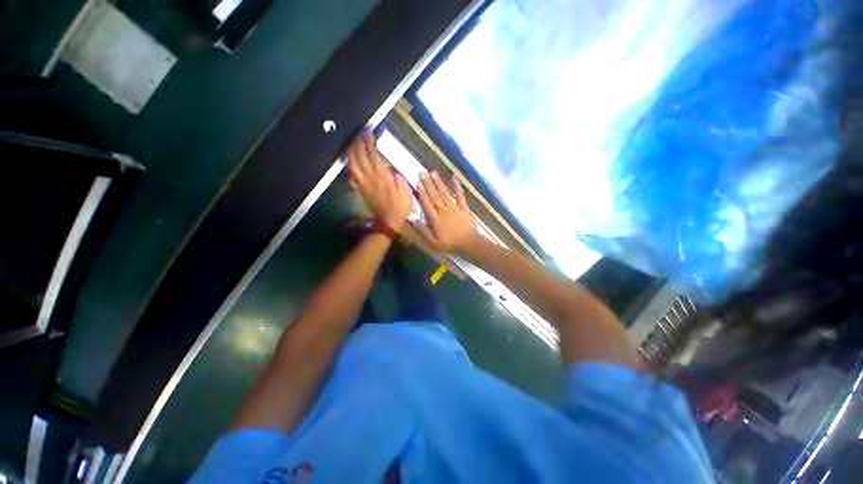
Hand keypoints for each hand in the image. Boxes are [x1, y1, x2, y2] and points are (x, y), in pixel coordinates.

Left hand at [347, 132, 412, 230]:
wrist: (388, 221)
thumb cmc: (400, 206)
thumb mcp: (405, 190)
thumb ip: (398, 176)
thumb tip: (390, 167)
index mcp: (382, 176)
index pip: (373, 154)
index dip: (369, 142)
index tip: (369, 133)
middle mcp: (370, 177)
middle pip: (360, 156)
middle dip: (358, 143)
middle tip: (360, 134)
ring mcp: (363, 183)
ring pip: (352, 164)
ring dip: (351, 152)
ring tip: (353, 144)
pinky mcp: (360, 190)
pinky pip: (351, 176)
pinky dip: (350, 167)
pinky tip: (351, 162)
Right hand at [416, 171, 478, 252]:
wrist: (469, 243)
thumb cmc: (450, 244)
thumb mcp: (434, 243)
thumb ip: (424, 232)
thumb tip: (414, 220)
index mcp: (435, 219)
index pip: (427, 203)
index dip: (422, 192)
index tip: (417, 182)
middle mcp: (443, 210)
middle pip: (434, 196)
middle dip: (428, 183)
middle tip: (422, 172)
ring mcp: (454, 208)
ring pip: (444, 193)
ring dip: (438, 183)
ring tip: (433, 172)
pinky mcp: (463, 208)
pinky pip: (460, 195)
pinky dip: (457, 186)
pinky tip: (454, 177)